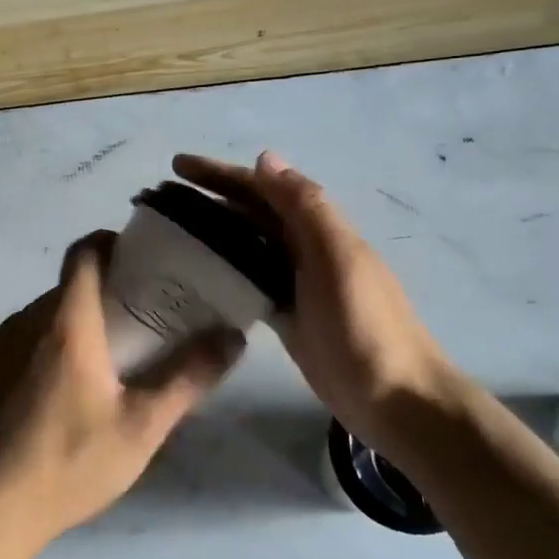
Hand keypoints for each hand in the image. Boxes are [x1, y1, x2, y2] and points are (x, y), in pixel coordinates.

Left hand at [0, 232, 245, 558]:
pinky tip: (42, 406)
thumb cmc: (67, 464)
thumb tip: (233, 336)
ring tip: (90, 375)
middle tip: (130, 331)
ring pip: (35, 323)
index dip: (109, 245)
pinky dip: (31, 359)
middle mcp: (21, 322)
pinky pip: (9, 351)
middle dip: (97, 300)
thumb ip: (189, 378)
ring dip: (63, 333)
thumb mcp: (141, 428)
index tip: (135, 261)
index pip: (84, 253)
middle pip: (64, 292)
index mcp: (65, 322)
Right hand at [173, 151, 471, 433]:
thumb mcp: (337, 258)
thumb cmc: (365, 325)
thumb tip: (265, 159)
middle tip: (161, 200)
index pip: (261, 188)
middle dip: (211, 199)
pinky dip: (225, 272)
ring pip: (248, 246)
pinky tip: (197, 276)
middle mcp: (304, 248)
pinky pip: (249, 282)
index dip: (221, 173)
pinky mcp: (287, 316)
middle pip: (251, 213)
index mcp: (318, 228)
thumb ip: (305, 207)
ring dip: (214, 233)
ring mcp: (295, 284)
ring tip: (169, 232)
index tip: (177, 165)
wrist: (396, 400)